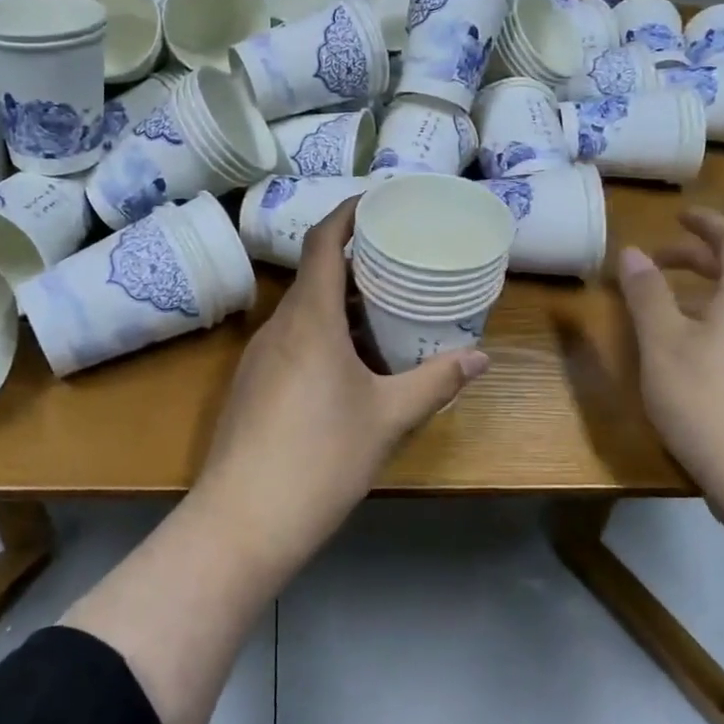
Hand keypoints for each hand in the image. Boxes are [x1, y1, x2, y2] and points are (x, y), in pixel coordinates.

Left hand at [192, 198, 487, 571]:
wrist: (242, 521)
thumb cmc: (321, 458)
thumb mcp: (388, 418)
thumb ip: (435, 382)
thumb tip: (480, 357)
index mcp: (309, 319)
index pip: (323, 243)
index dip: (348, 213)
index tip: (379, 202)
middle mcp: (278, 327)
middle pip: (315, 275)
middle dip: (355, 263)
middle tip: (399, 263)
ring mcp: (258, 357)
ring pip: (303, 312)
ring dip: (341, 305)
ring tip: (385, 313)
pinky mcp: (251, 386)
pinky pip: (292, 341)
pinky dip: (323, 335)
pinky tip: (351, 366)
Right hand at [615, 208, 723, 498]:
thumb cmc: (708, 400)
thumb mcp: (663, 343)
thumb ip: (646, 294)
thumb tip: (632, 252)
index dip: (707, 222)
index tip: (677, 216)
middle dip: (696, 257)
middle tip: (655, 260)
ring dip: (700, 290)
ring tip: (659, 303)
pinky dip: (708, 319)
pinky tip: (680, 347)